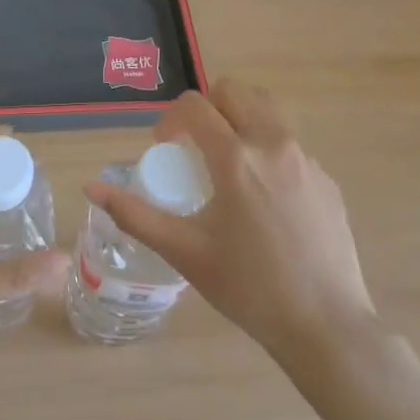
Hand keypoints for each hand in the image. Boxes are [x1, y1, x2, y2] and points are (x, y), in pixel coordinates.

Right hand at [83, 79, 377, 364]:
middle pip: (236, 92)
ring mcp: (306, 160)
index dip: (171, 118)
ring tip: (228, 164)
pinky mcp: (327, 179)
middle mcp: (274, 145)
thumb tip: (92, 188)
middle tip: (194, 145)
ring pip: (267, 111)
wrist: (326, 327)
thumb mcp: (185, 252)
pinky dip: (267, 150)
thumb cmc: (249, 289)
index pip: (196, 106)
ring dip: (239, 120)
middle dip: (208, 107)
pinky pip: (290, 145)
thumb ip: (135, 215)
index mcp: (236, 158)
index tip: (164, 146)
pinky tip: (263, 199)